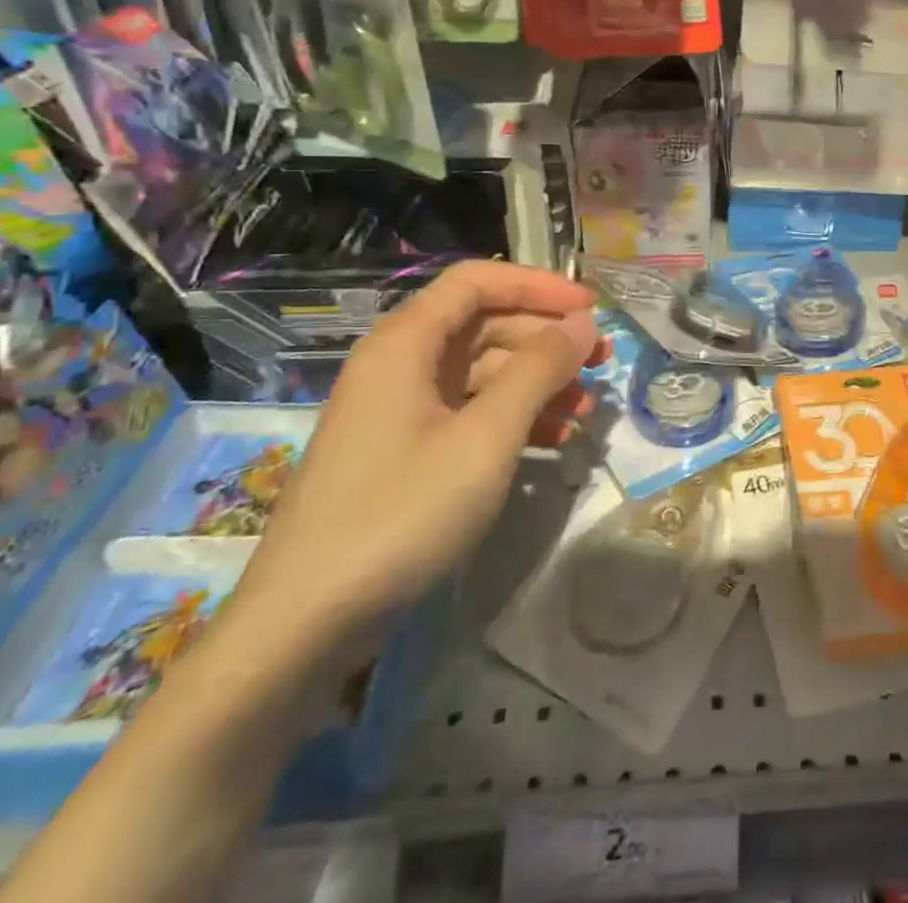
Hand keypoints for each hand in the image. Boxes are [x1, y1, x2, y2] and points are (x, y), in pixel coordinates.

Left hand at [232, 261, 599, 648]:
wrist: (305, 625)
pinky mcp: (404, 451)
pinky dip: (514, 419)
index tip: (590, 309)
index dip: (538, 286)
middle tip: (602, 362)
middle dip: (546, 339)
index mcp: (405, 343)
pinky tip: (554, 443)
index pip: (477, 282)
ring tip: (586, 412)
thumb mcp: (485, 437)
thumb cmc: (401, 514)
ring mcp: (399, 410)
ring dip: (537, 383)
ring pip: (482, 372)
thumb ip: (538, 370)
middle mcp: (399, 364)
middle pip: (484, 325)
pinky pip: (469, 413)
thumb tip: (582, 324)